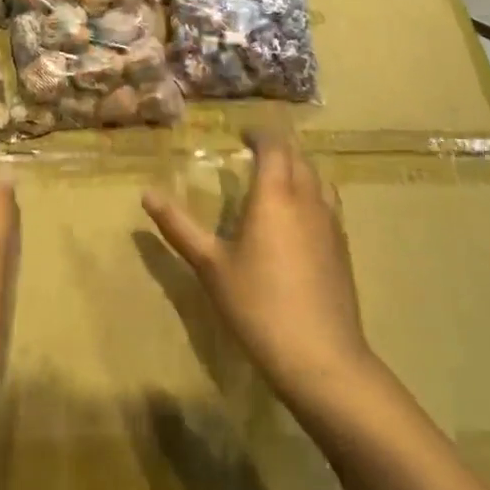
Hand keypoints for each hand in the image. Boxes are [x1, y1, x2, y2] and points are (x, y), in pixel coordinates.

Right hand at [142, 132, 374, 405]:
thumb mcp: (210, 265)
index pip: (274, 145)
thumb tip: (146, 194)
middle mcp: (307, 199)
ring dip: (298, 169)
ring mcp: (332, 223)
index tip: (242, 134)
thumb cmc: (257, 305)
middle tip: (254, 154)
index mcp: (274, 195)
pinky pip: (328, 203)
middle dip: (278, 148)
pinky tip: (298, 220)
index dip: (259, 133)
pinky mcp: (343, 247)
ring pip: (318, 178)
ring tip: (276, 181)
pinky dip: (312, 194)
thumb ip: (178, 226)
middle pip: (298, 157)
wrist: (320, 356)